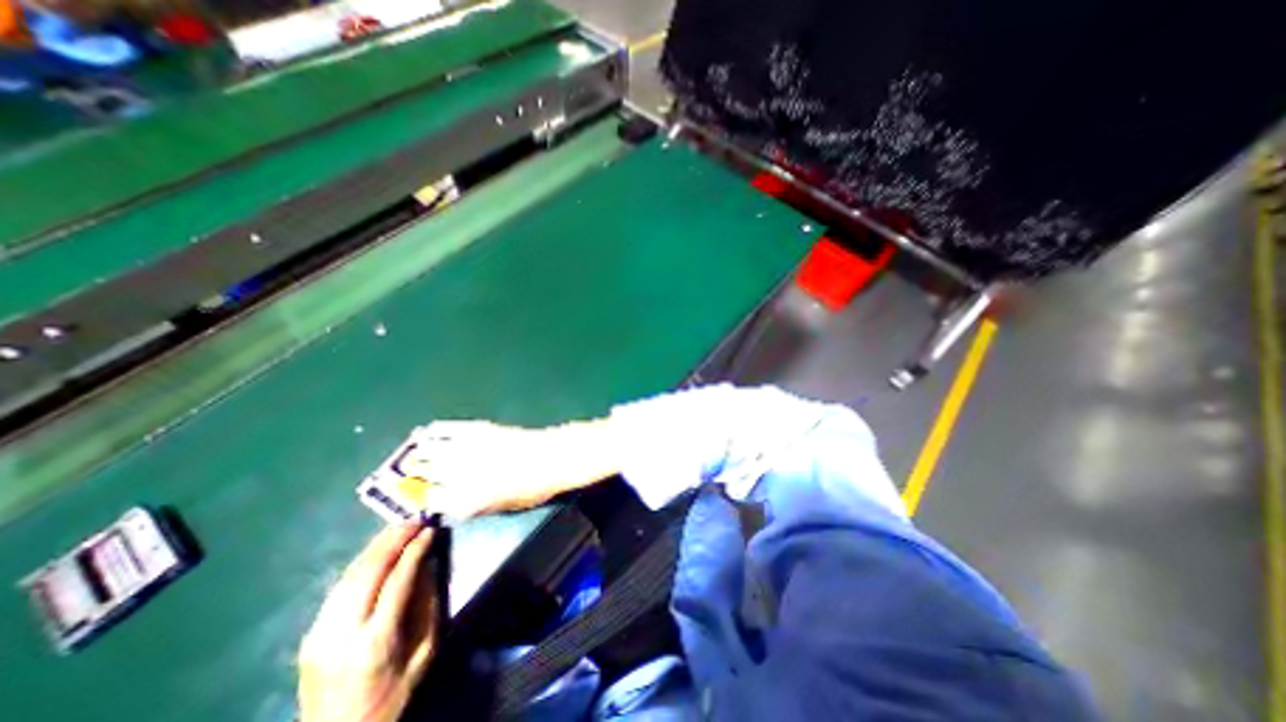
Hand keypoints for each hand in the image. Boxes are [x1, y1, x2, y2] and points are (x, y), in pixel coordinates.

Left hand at [298, 524, 438, 720]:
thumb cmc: (392, 696)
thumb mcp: (423, 653)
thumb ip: (428, 606)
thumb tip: (429, 564)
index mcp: (375, 642)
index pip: (397, 581)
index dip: (415, 550)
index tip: (430, 530)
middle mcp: (342, 634)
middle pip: (368, 572)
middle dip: (393, 540)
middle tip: (414, 519)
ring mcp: (320, 635)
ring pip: (349, 576)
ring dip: (375, 547)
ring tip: (397, 527)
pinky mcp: (311, 635)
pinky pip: (339, 589)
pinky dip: (361, 564)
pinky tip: (376, 552)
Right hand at [401, 421, 622, 520]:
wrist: (552, 457)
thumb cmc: (533, 489)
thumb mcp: (502, 506)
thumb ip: (472, 504)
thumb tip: (450, 499)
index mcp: (466, 500)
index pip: (430, 501)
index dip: (420, 500)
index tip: (414, 497)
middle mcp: (460, 475)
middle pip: (424, 474)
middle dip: (413, 475)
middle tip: (406, 474)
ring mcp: (467, 449)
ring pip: (430, 451)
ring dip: (418, 452)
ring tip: (412, 453)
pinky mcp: (478, 430)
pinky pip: (447, 429)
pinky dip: (434, 431)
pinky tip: (426, 432)